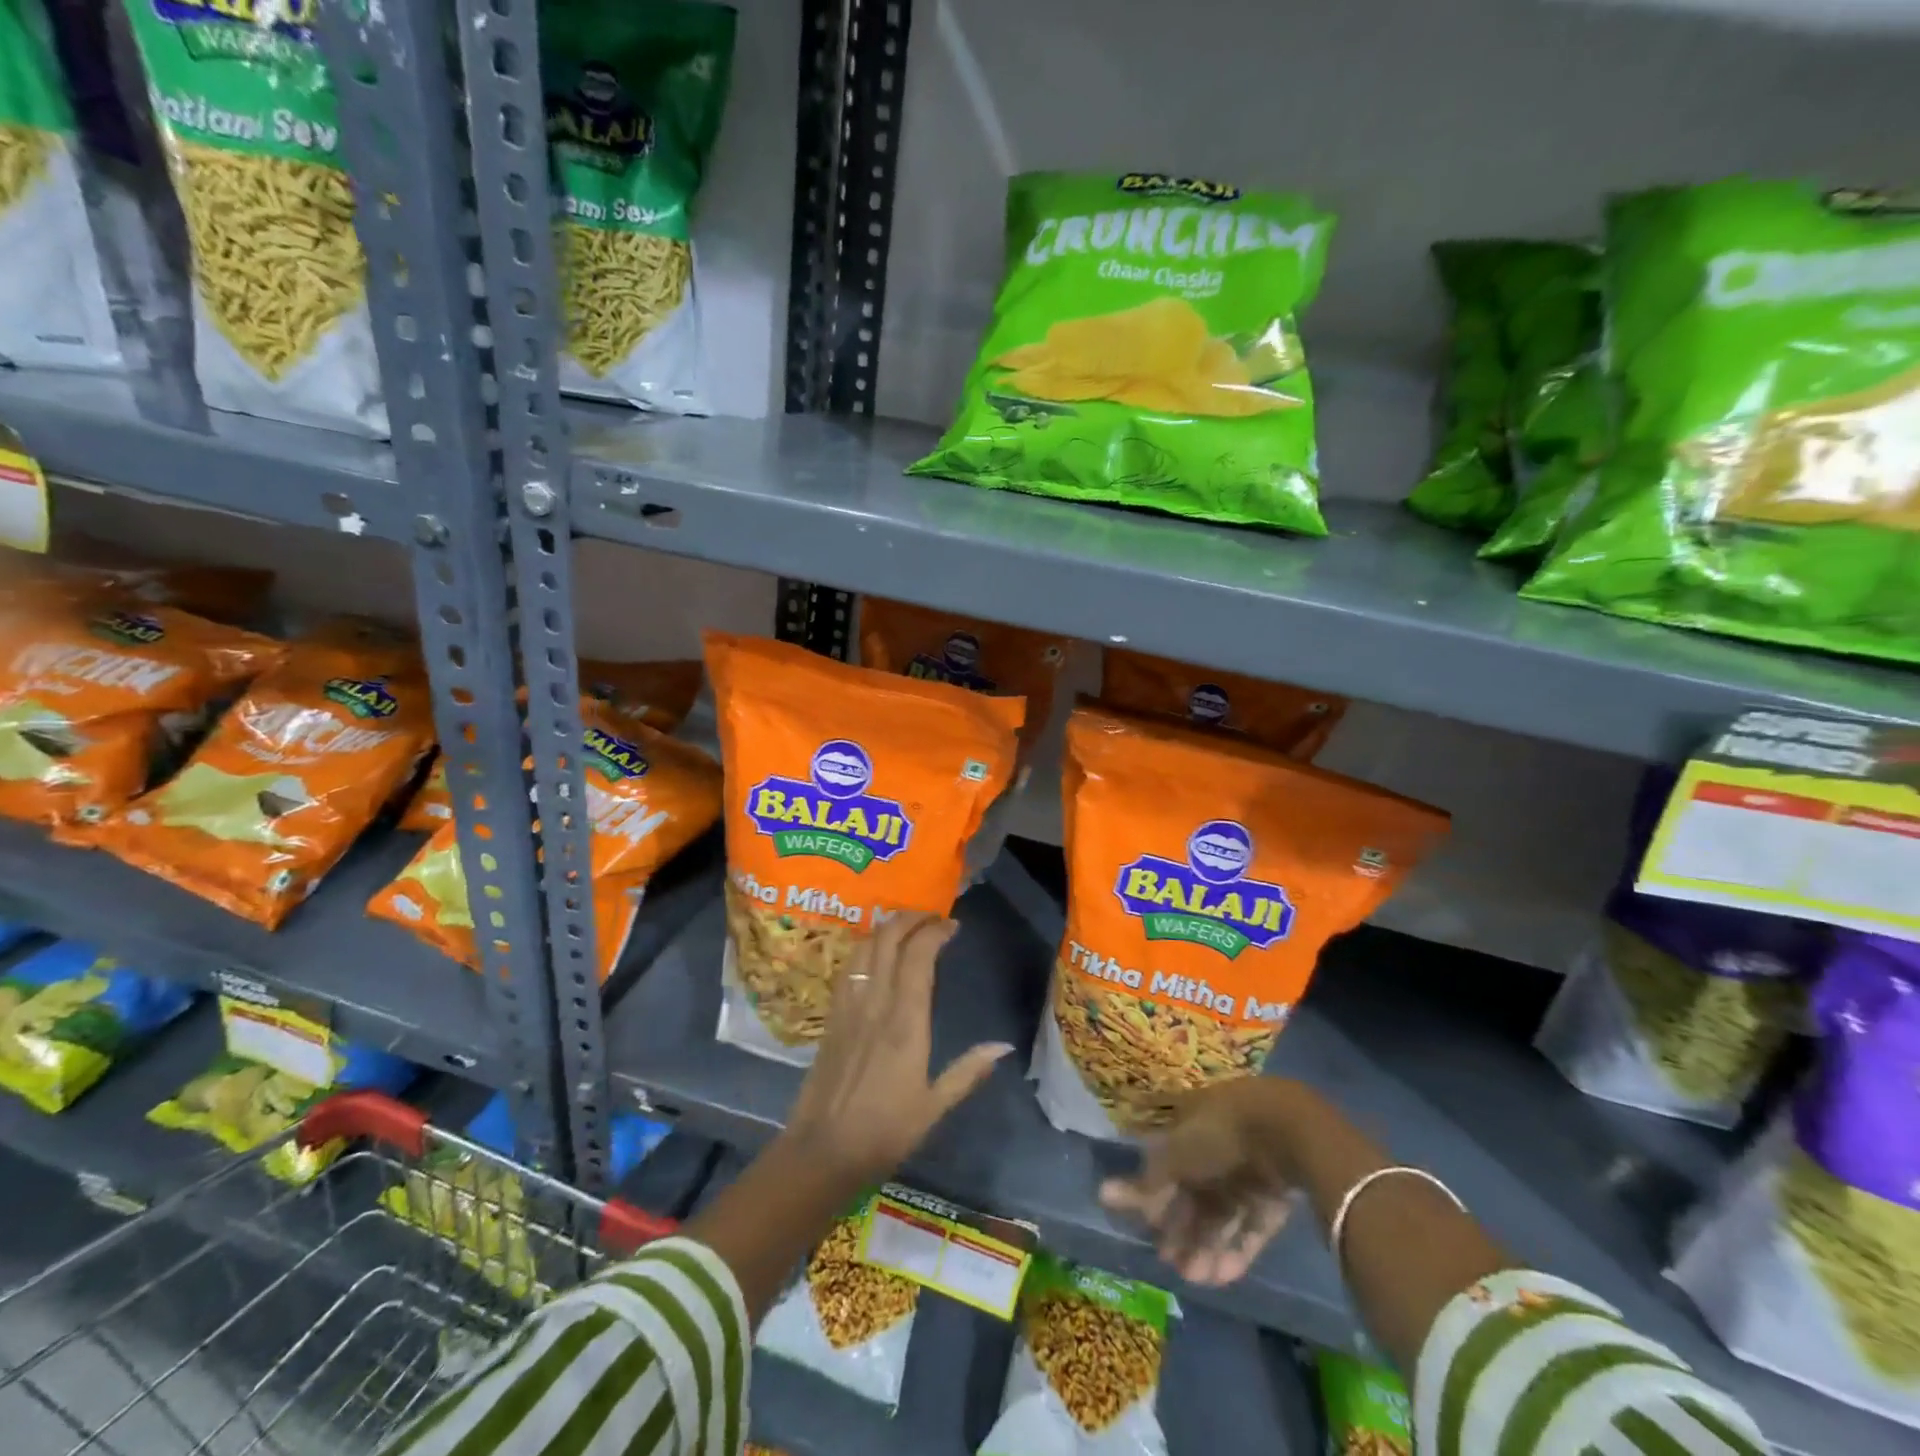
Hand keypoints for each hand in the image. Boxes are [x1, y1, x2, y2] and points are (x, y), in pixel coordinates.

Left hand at [783, 911, 1012, 1185]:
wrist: (822, 1151)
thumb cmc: (884, 1132)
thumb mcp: (934, 1107)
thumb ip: (968, 1072)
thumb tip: (1003, 1045)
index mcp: (905, 1022)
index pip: (918, 956)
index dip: (934, 931)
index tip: (951, 925)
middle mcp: (875, 1003)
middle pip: (888, 939)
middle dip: (910, 918)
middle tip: (930, 917)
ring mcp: (849, 1007)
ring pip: (864, 947)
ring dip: (885, 928)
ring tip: (904, 927)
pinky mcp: (831, 1016)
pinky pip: (848, 967)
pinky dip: (864, 948)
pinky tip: (873, 953)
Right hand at [1098, 1078, 1301, 1286]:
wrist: (1287, 1133)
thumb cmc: (1219, 1134)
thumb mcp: (1175, 1156)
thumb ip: (1145, 1183)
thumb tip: (1102, 1195)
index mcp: (1189, 1126)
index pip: (1167, 1166)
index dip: (1157, 1198)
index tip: (1149, 1229)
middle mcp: (1216, 1148)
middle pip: (1194, 1195)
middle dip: (1182, 1230)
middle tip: (1171, 1264)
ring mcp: (1246, 1174)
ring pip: (1221, 1216)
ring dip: (1206, 1246)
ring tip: (1196, 1279)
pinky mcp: (1273, 1200)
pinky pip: (1250, 1228)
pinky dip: (1236, 1251)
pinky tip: (1223, 1277)